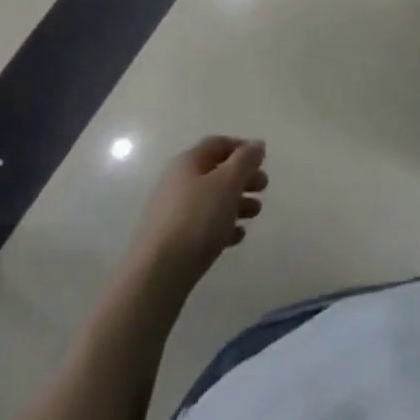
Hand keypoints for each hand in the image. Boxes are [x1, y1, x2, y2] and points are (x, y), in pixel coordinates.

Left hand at [130, 136, 266, 282]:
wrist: (156, 275)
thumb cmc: (196, 220)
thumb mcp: (227, 183)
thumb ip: (245, 160)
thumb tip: (257, 144)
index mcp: (188, 163)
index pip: (218, 144)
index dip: (242, 148)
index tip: (262, 160)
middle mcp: (177, 183)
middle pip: (216, 172)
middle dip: (242, 178)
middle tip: (263, 188)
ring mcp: (173, 213)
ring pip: (211, 200)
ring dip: (236, 202)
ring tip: (255, 213)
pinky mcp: (172, 242)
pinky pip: (202, 226)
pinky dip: (222, 226)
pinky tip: (237, 237)